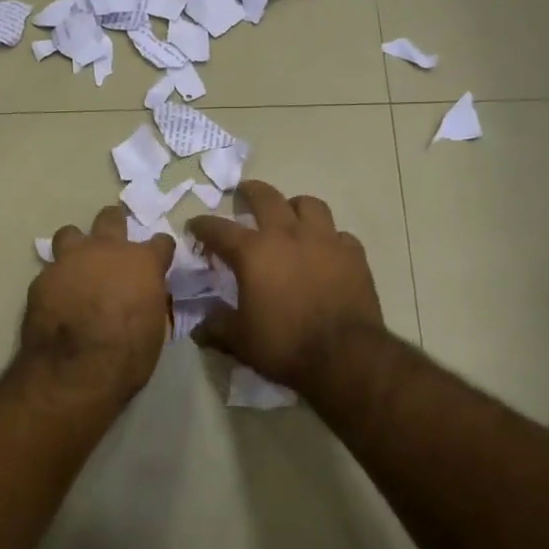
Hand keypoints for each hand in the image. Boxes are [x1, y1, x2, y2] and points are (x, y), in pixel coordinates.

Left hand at [20, 205, 174, 401]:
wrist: (75, 371)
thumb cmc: (128, 355)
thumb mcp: (155, 328)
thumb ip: (150, 300)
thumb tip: (145, 297)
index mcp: (142, 262)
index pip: (161, 242)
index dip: (160, 253)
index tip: (158, 262)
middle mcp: (106, 250)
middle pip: (111, 218)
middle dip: (114, 226)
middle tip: (113, 247)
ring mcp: (70, 260)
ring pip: (70, 233)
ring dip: (76, 245)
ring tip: (77, 266)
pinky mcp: (42, 278)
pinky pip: (51, 270)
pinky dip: (57, 280)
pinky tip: (57, 299)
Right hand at [185, 180, 385, 393]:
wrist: (345, 355)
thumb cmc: (284, 345)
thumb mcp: (239, 340)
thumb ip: (216, 327)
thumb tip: (199, 326)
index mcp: (253, 252)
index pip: (219, 229)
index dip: (202, 225)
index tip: (194, 226)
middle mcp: (287, 235)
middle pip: (266, 197)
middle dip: (250, 192)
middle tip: (243, 194)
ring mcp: (325, 240)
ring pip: (308, 204)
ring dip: (294, 206)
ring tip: (289, 216)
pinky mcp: (353, 254)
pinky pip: (338, 234)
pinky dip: (327, 238)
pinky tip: (324, 251)